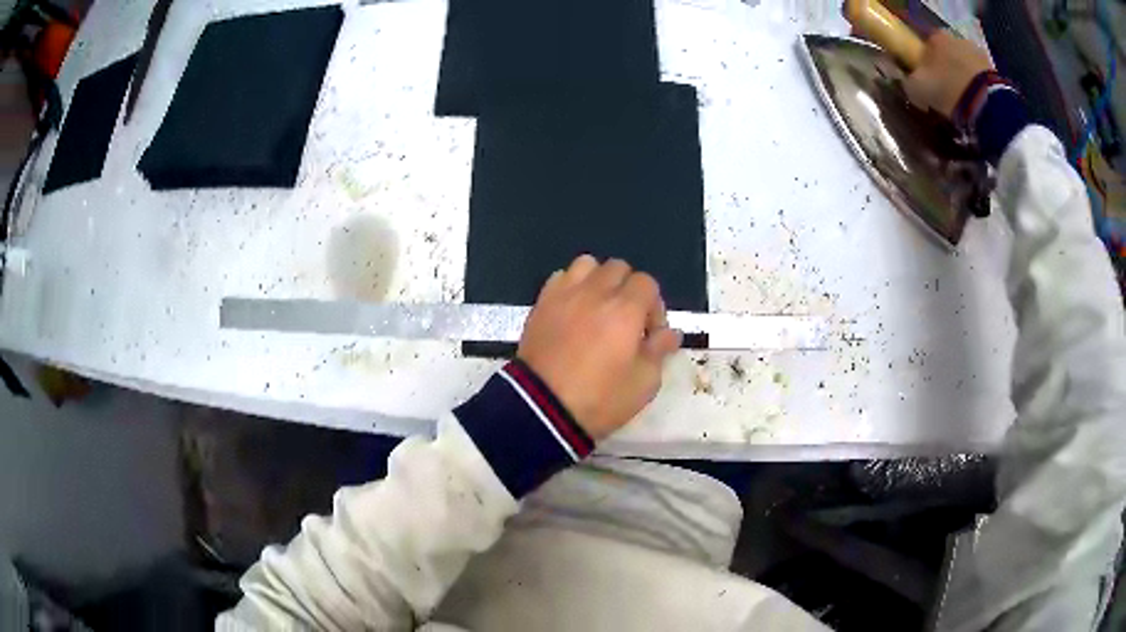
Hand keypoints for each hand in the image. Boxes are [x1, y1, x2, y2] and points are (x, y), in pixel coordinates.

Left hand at [517, 255, 681, 440]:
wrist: (543, 409)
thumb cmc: (600, 399)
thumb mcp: (644, 384)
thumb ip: (659, 351)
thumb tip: (670, 333)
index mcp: (626, 310)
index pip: (647, 283)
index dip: (654, 306)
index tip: (649, 334)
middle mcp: (596, 292)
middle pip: (619, 268)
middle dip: (628, 289)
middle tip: (626, 321)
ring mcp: (565, 295)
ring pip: (587, 264)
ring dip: (598, 281)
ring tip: (597, 309)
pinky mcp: (541, 304)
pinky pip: (560, 277)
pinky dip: (571, 287)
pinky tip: (572, 311)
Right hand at [904, 30, 992, 118]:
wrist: (987, 104)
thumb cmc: (947, 90)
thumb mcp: (918, 89)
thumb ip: (909, 82)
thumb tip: (908, 83)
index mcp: (934, 36)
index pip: (923, 46)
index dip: (923, 64)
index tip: (924, 81)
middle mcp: (954, 38)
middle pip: (945, 55)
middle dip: (944, 71)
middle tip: (944, 94)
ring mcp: (976, 52)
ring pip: (963, 66)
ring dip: (961, 79)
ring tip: (962, 102)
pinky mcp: (993, 70)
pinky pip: (979, 78)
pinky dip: (976, 88)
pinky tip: (975, 103)